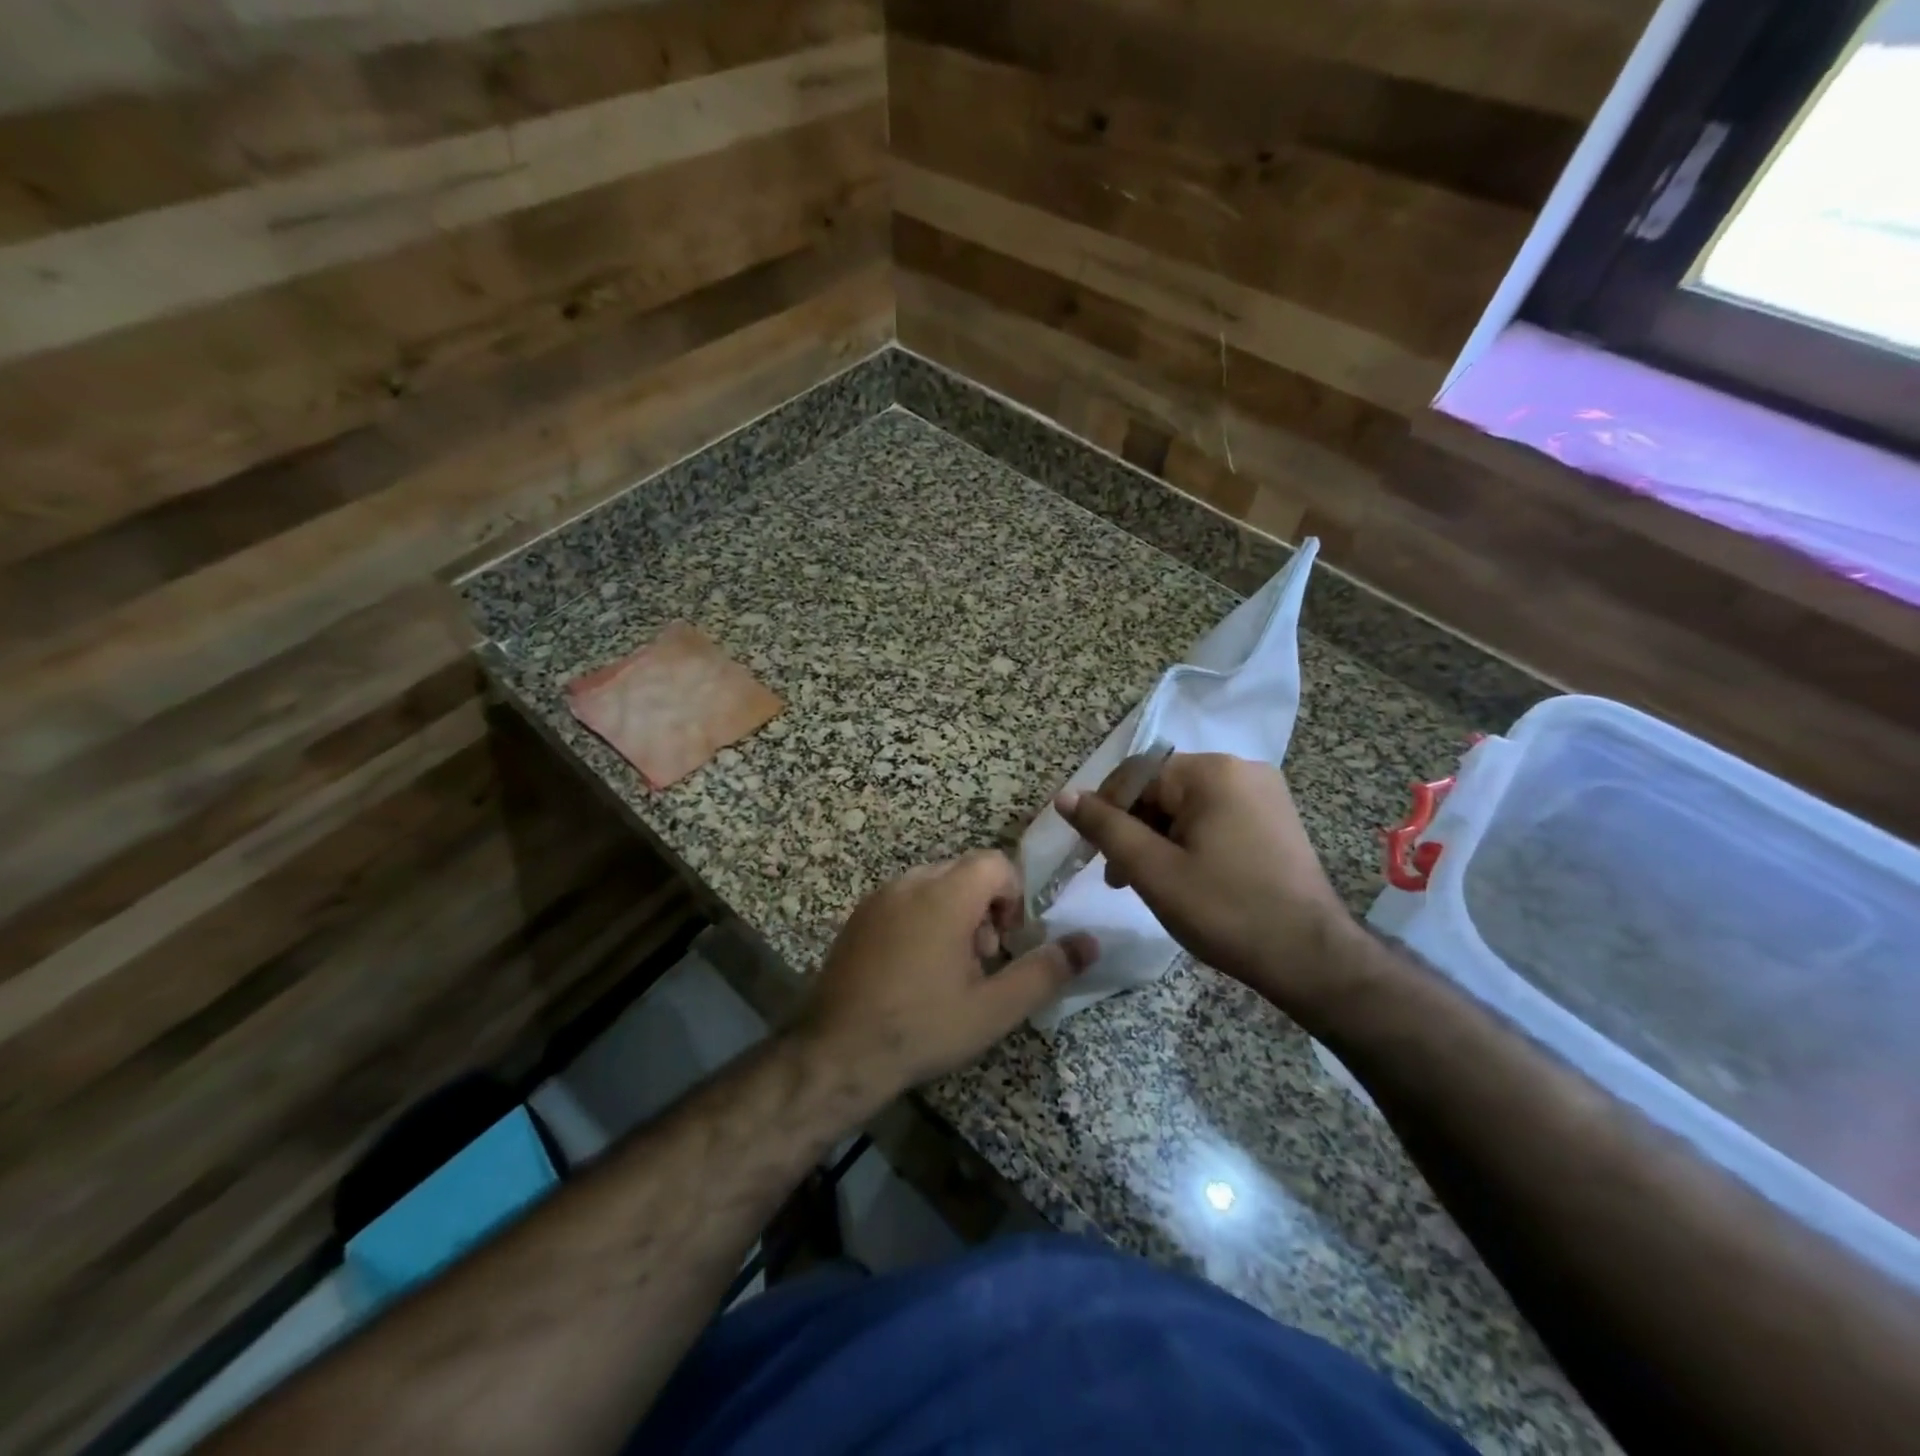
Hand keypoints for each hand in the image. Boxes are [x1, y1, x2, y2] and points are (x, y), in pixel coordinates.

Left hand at [796, 851, 1097, 1100]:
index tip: (1007, 941)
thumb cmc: (923, 1028)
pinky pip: (905, 898)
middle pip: (964, 871)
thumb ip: (1045, 971)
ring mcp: (879, 898)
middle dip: (984, 907)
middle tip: (980, 959)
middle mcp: (910, 884)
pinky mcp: (859, 916)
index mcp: (945, 896)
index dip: (1012, 896)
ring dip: (954, 912)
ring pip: (934, 884)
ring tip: (950, 968)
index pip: (994, 862)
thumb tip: (1090, 943)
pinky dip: (923, 917)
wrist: (838, 1052)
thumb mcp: (994, 1008)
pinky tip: (915, 969)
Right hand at [1056, 753, 1355, 1014]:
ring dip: (1159, 839)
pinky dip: (1190, 841)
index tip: (1094, 855)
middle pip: (1162, 789)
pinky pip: (1215, 817)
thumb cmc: (1225, 910)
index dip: (1106, 811)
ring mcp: (1264, 793)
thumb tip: (1065, 796)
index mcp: (1211, 772)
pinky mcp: (1275, 819)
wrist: (1311, 958)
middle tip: (1118, 877)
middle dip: (1134, 829)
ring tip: (1149, 883)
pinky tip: (1186, 878)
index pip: (1136, 775)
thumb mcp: (1152, 870)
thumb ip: (1105, 828)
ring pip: (1187, 806)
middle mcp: (1241, 769)